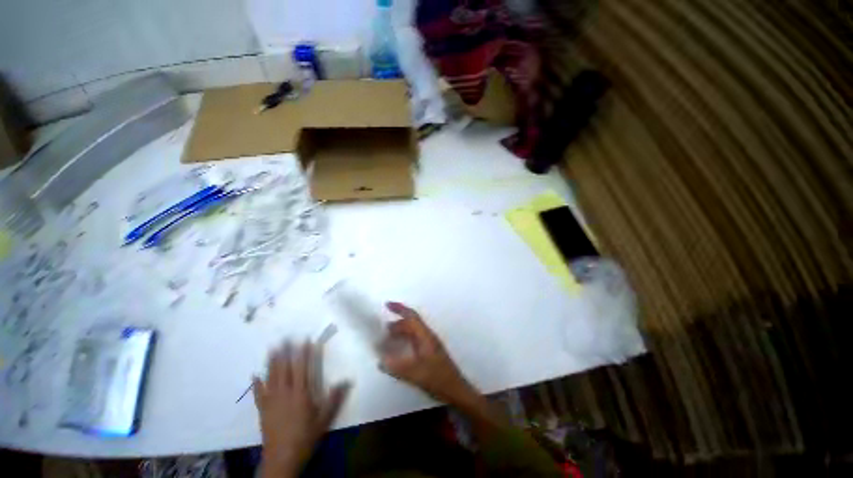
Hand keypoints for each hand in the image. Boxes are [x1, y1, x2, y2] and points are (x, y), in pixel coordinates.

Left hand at [253, 341, 350, 477]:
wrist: (282, 458)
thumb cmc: (305, 437)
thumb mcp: (325, 419)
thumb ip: (334, 399)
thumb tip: (346, 380)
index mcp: (301, 394)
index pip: (303, 368)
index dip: (305, 353)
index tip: (306, 340)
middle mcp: (285, 393)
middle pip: (285, 369)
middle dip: (286, 352)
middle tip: (286, 338)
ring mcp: (272, 401)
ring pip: (271, 377)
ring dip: (272, 362)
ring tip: (272, 348)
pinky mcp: (263, 410)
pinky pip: (259, 394)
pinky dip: (256, 384)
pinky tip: (254, 376)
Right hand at [380, 302, 476, 404]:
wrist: (456, 390)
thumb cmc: (438, 379)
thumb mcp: (415, 374)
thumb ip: (397, 367)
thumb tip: (380, 360)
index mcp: (425, 336)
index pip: (411, 316)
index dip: (399, 309)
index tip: (387, 305)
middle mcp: (427, 336)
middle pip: (410, 324)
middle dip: (396, 325)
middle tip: (381, 333)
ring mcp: (429, 344)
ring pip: (412, 332)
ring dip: (400, 333)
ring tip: (387, 342)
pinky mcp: (429, 352)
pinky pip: (414, 341)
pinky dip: (404, 342)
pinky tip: (398, 352)